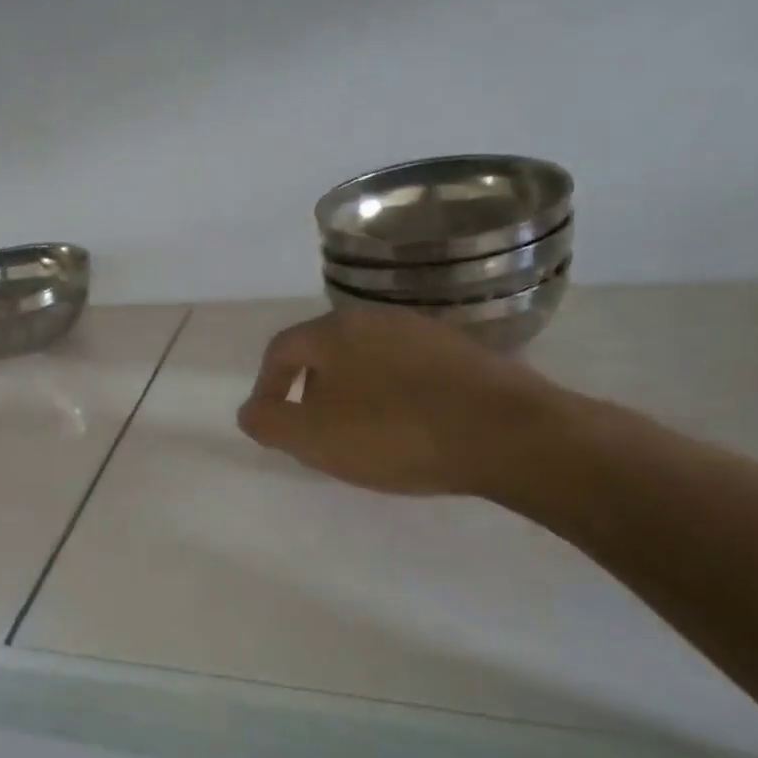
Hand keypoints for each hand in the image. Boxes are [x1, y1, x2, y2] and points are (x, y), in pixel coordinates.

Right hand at [236, 308, 566, 496]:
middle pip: (324, 353)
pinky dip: (390, 396)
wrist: (508, 433)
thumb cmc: (395, 433)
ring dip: (350, 394)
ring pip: (366, 361)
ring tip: (360, 436)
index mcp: (334, 331)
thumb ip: (269, 423)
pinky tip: (406, 429)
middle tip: (313, 433)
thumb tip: (249, 412)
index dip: (266, 388)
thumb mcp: (313, 438)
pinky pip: (405, 371)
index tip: (271, 424)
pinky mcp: (461, 353)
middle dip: (308, 392)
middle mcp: (375, 319)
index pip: (280, 351)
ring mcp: (422, 332)